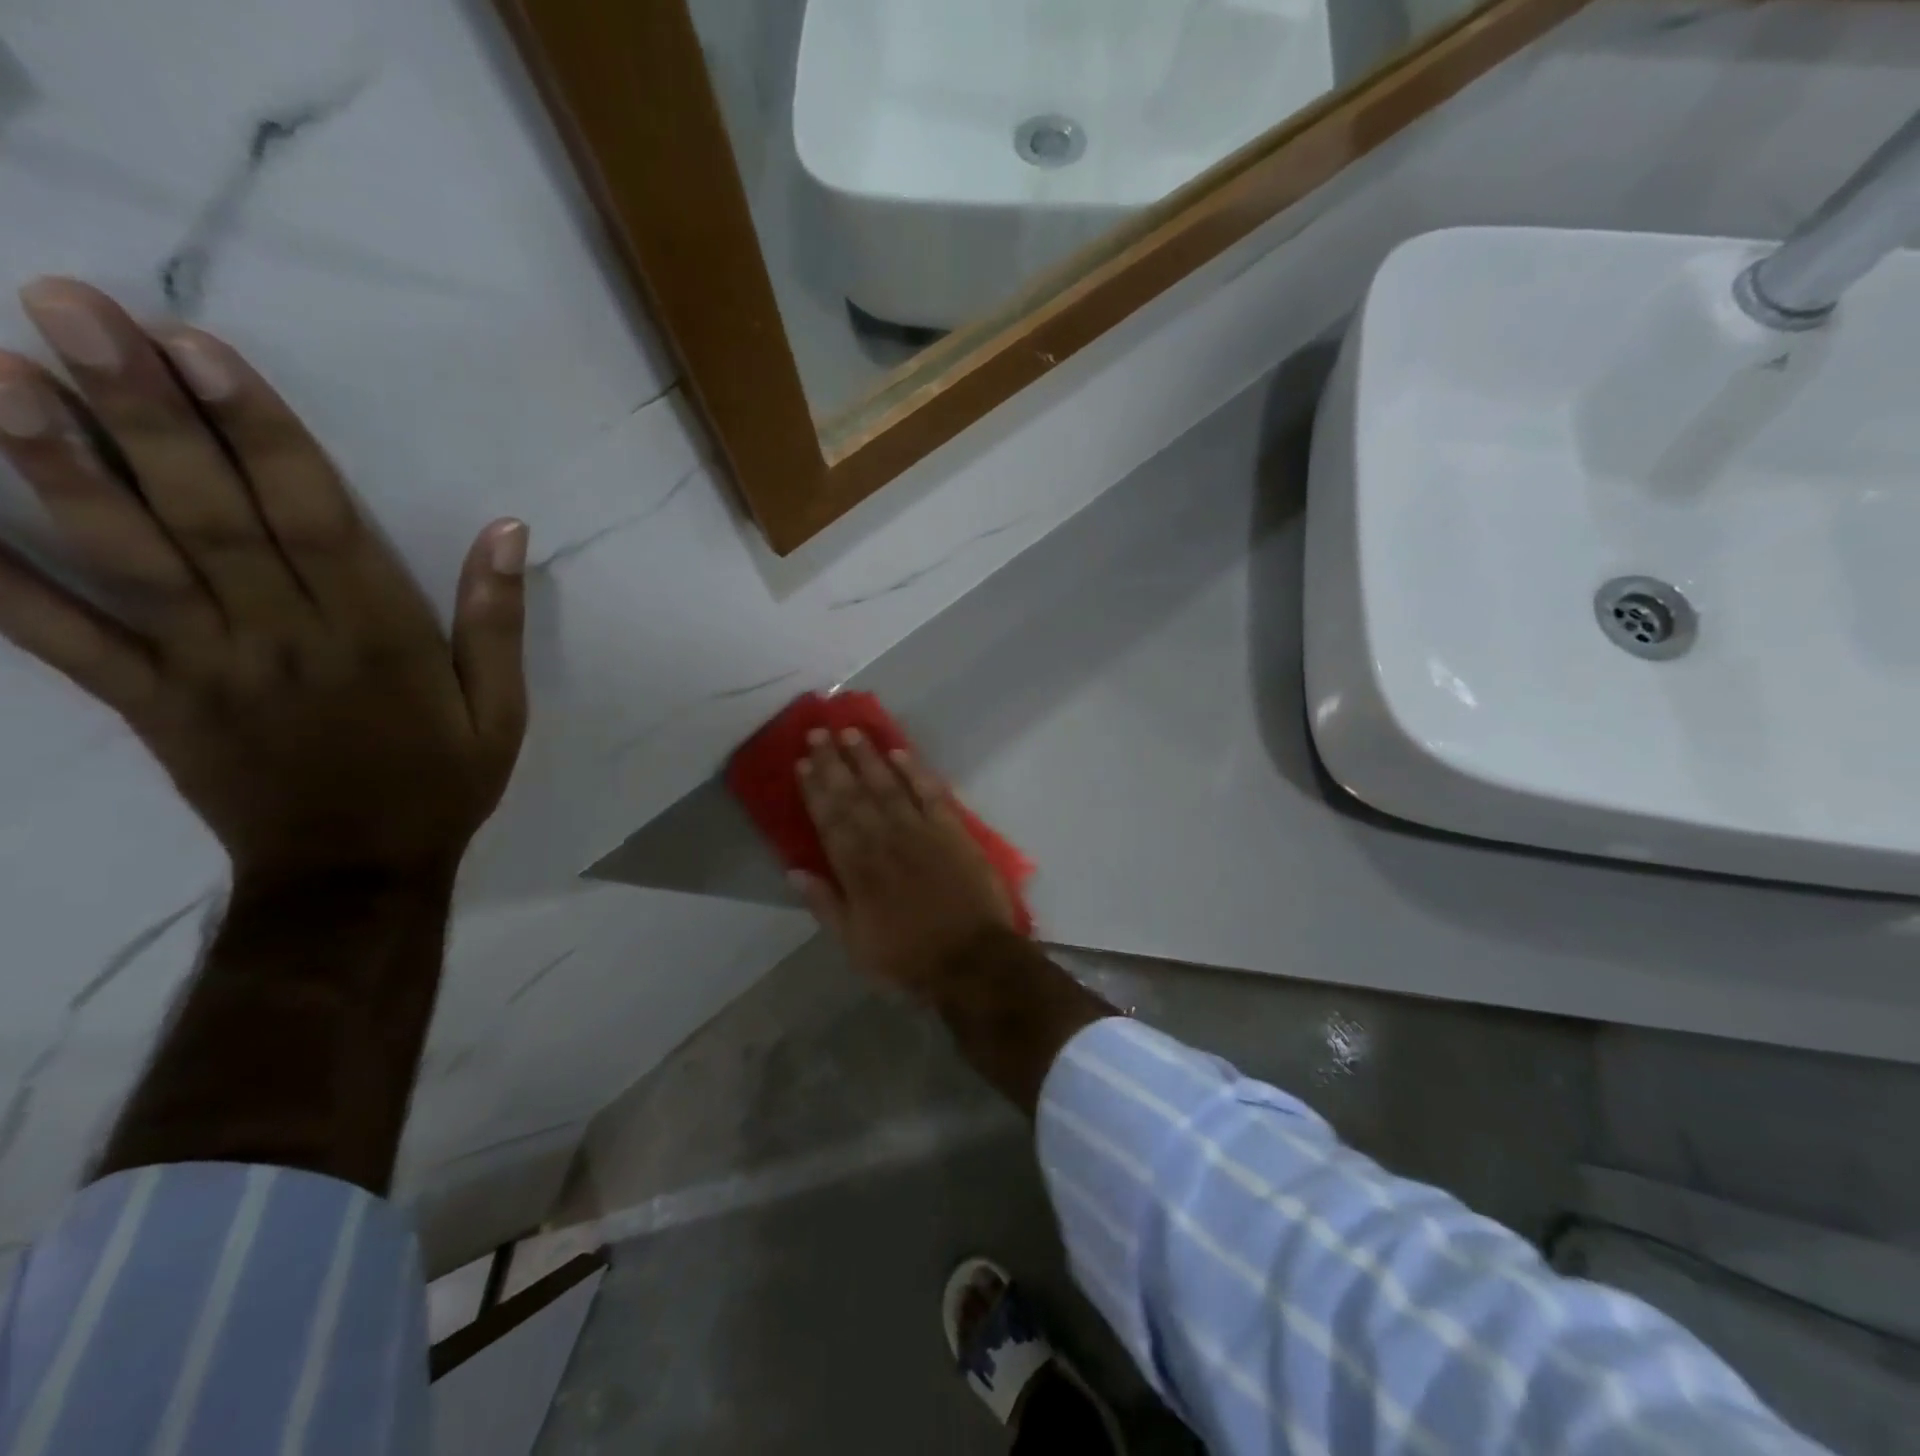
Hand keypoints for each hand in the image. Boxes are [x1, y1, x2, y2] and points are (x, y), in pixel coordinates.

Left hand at [0, 279, 526, 886]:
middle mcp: (284, 639)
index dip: (260, 432)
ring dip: (59, 466)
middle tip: (67, 308)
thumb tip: (508, 531)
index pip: (314, 519)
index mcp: (378, 637)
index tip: (199, 347)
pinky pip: (63, 641)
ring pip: (129, 560)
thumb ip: (496, 621)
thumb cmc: (440, 782)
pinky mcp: (150, 704)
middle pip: (210, 516)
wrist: (356, 873)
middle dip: (141, 412)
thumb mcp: (500, 711)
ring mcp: (206, 670)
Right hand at [793, 728, 1016, 996]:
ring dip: (868, 757)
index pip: (830, 820)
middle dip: (834, 763)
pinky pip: (931, 792)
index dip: (815, 789)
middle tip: (818, 733)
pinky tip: (900, 752)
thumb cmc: (909, 960)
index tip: (803, 762)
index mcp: (858, 870)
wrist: (973, 961)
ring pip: (888, 786)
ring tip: (850, 732)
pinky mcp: (953, 830)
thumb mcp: (855, 945)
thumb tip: (793, 871)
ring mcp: (921, 831)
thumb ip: (825, 905)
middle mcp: (885, 841)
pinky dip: (915, 770)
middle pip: (854, 795)